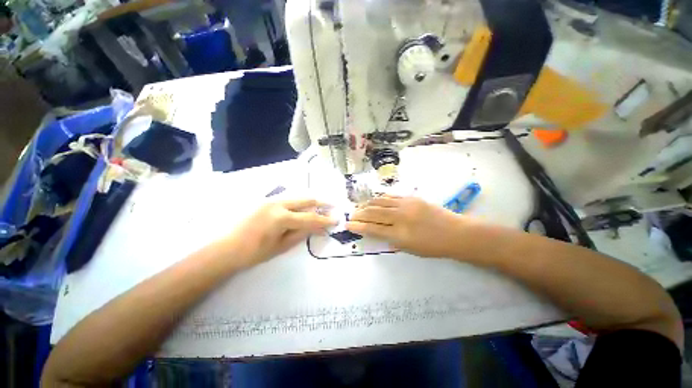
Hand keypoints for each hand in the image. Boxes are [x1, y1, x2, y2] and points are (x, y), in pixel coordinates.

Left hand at [223, 199, 335, 266]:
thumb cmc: (253, 253)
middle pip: (305, 200)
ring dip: (310, 201)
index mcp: (281, 217)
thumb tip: (318, 229)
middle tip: (332, 205)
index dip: (324, 219)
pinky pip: (288, 199)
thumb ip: (301, 234)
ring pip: (297, 197)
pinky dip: (299, 202)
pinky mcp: (266, 201)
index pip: (310, 217)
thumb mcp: (281, 246)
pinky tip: (303, 207)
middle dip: (320, 203)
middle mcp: (278, 204)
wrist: (226, 248)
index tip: (336, 219)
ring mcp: (271, 200)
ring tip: (320, 205)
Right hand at [346, 196, 467, 257]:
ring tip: (359, 207)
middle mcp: (400, 218)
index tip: (348, 224)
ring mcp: (405, 205)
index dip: (358, 226)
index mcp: (399, 235)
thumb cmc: (433, 246)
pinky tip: (374, 200)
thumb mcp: (409, 249)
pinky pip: (390, 196)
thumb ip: (391, 240)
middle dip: (359, 214)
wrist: (455, 233)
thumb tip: (376, 232)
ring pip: (379, 202)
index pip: (372, 229)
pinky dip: (379, 198)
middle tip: (351, 215)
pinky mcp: (411, 198)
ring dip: (367, 204)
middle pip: (373, 213)